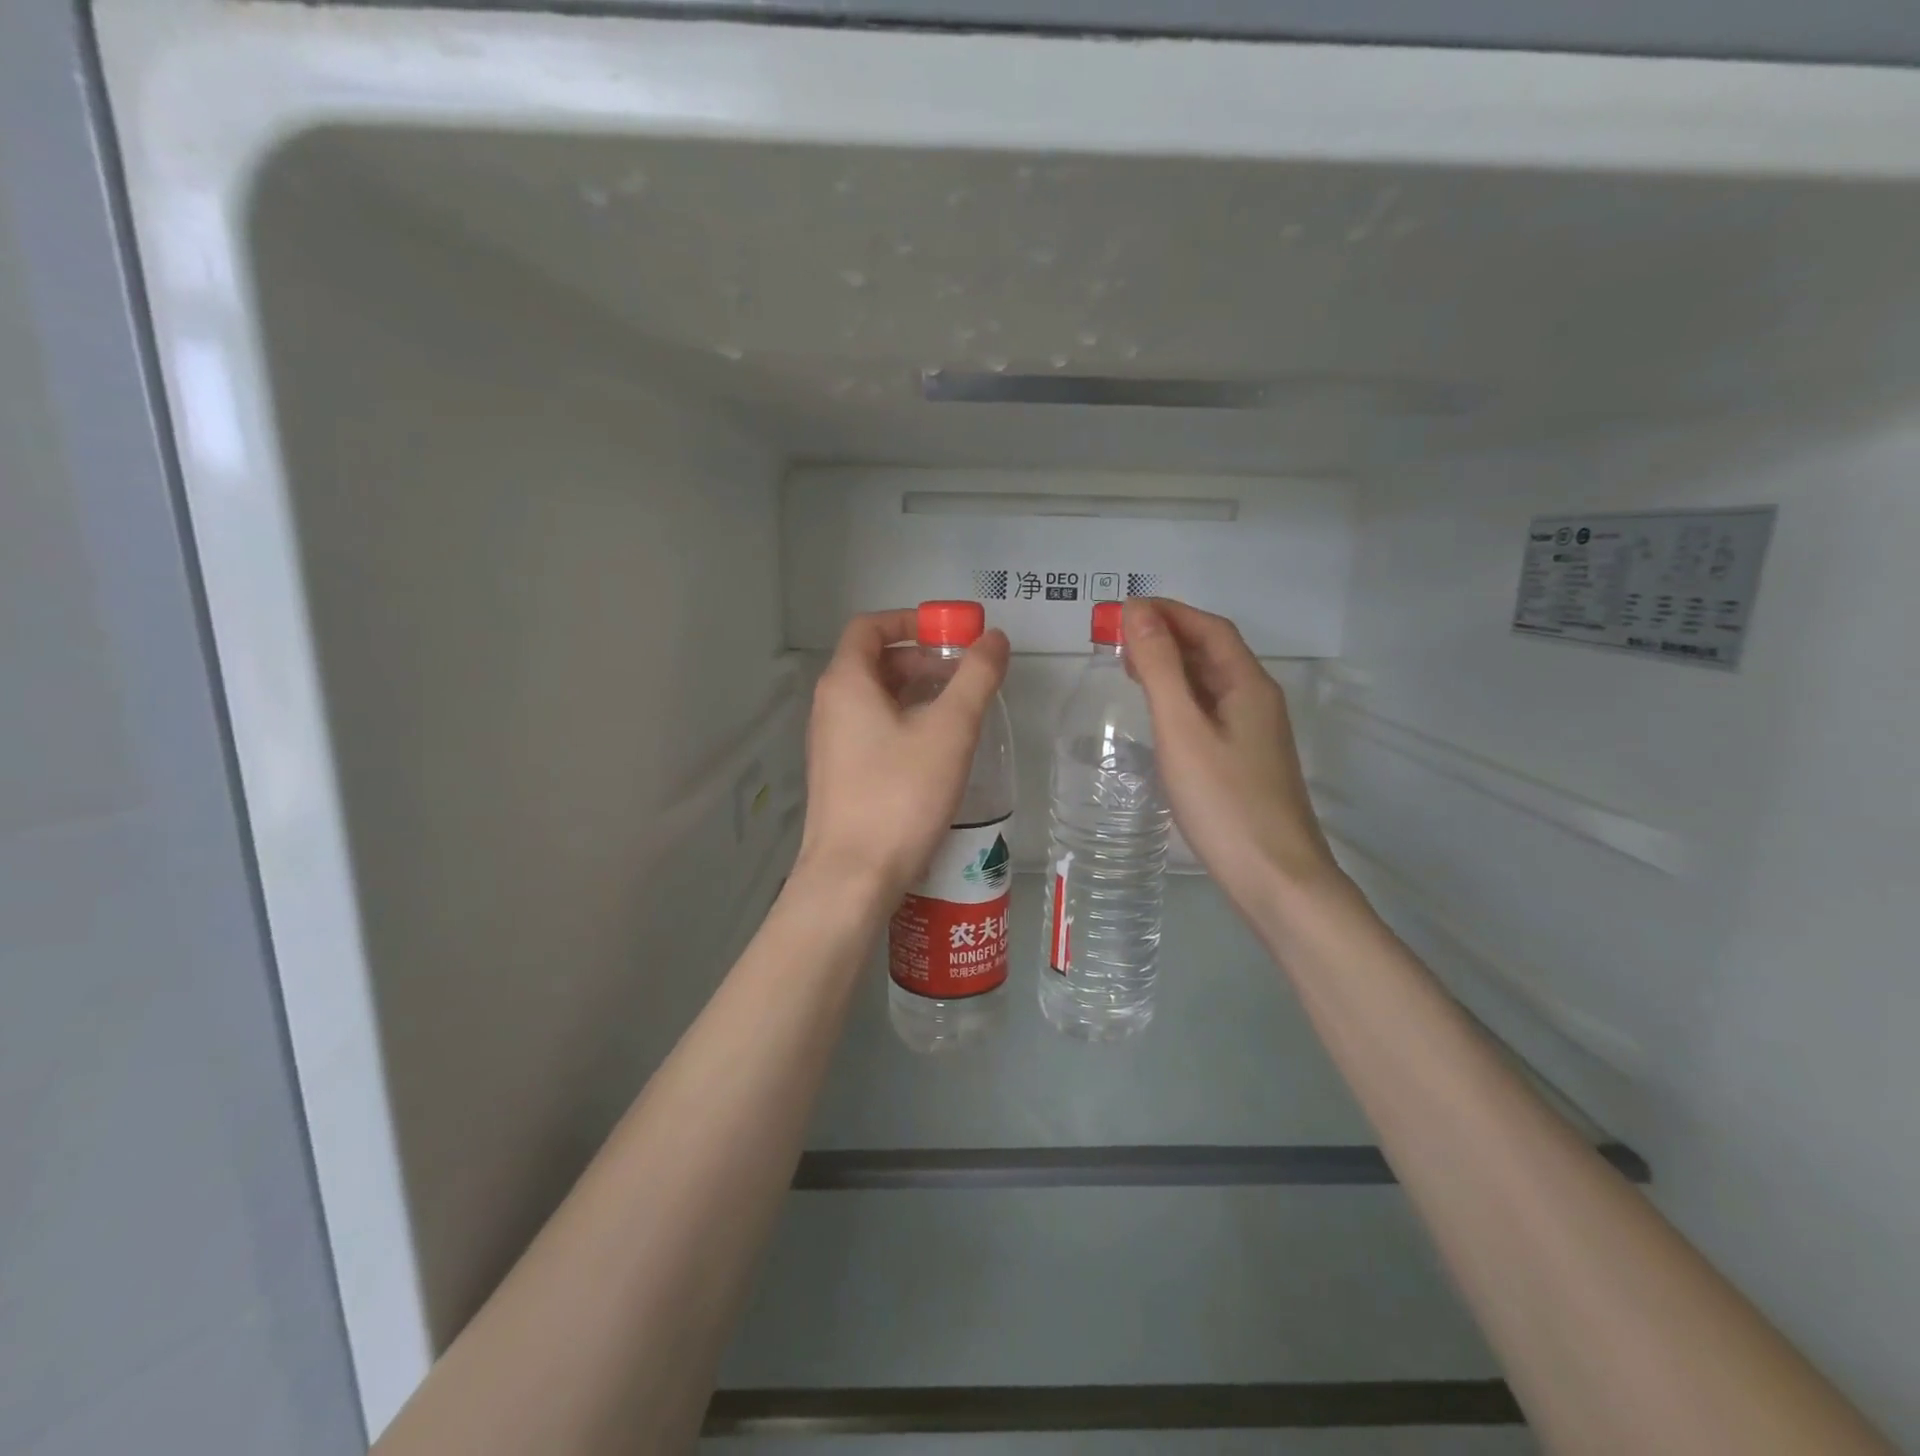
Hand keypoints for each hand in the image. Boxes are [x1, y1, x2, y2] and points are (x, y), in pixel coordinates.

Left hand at [797, 609, 1010, 900]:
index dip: (911, 620)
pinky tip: (937, 750)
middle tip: (965, 675)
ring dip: (916, 692)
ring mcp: (831, 743)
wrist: (852, 877)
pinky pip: (872, 730)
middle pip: (874, 662)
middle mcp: (829, 706)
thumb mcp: (949, 731)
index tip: (951, 633)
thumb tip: (994, 638)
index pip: (870, 627)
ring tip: (960, 710)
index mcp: (846, 683)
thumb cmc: (900, 795)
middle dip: (921, 659)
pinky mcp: (840, 775)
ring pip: (874, 699)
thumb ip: (975, 678)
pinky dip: (904, 722)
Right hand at [1123, 598, 1338, 908]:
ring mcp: (1256, 734)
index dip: (1168, 612)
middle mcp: (1257, 701)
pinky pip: (1211, 712)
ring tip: (1130, 669)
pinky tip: (1160, 717)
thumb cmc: (1225, 802)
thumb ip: (1160, 669)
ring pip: (1211, 684)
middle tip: (1117, 640)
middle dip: (1167, 636)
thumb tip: (1138, 612)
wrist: (1276, 879)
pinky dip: (1181, 699)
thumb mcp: (1183, 730)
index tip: (1122, 610)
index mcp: (1248, 685)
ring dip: (1173, 667)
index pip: (1209, 628)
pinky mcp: (1247, 762)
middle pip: (1213, 652)